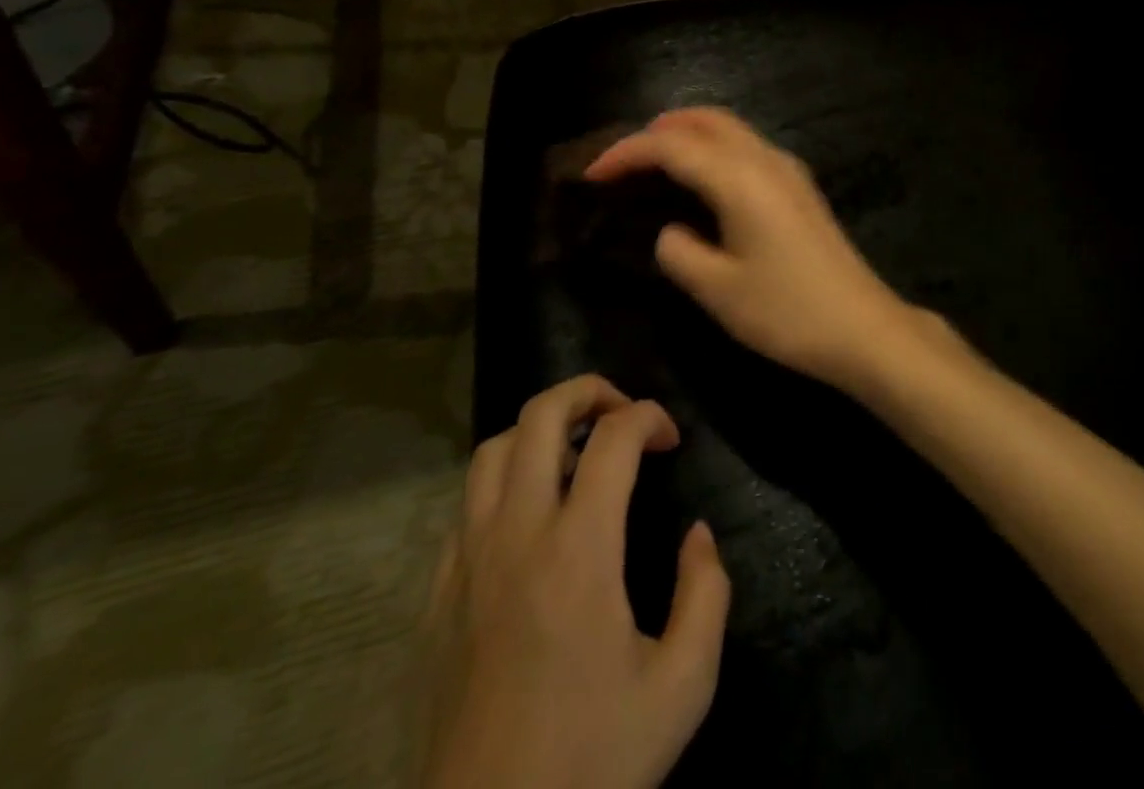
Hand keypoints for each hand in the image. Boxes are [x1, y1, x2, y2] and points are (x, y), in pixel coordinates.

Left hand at [426, 375, 729, 788]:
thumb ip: (706, 594)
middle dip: (588, 391)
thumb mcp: (682, 687)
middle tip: (622, 414)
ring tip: (577, 456)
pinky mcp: (437, 596)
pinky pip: (466, 505)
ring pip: (492, 450)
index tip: (671, 439)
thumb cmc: (591, 763)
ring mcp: (467, 563)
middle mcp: (517, 536)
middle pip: (539, 414)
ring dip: (540, 431)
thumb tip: (697, 535)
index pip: (613, 437)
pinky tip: (531, 518)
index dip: (649, 416)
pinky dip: (504, 482)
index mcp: (578, 550)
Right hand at [584, 108, 921, 392]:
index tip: (592, 174)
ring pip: (731, 129)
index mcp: (740, 178)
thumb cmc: (787, 311)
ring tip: (654, 160)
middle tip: (623, 158)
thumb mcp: (718, 290)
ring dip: (689, 133)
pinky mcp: (800, 187)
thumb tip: (670, 230)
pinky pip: (748, 147)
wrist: (862, 327)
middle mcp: (766, 159)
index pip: (672, 146)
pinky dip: (715, 147)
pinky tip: (702, 179)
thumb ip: (679, 252)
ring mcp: (789, 170)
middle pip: (706, 120)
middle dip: (659, 129)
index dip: (627, 152)